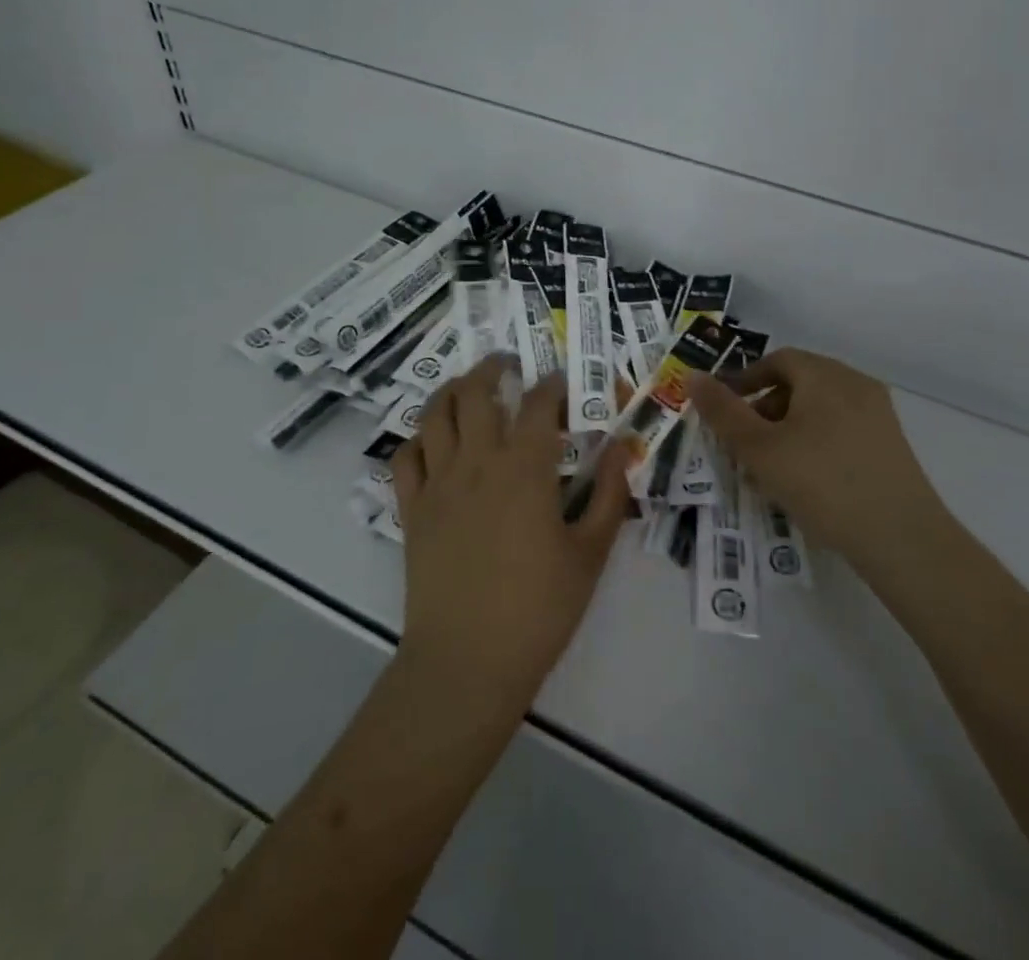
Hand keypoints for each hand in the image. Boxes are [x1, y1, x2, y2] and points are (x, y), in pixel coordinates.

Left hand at [389, 357, 631, 712]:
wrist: (467, 664)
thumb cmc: (538, 610)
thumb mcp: (591, 553)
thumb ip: (611, 494)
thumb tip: (623, 447)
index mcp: (524, 468)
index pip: (539, 403)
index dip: (555, 385)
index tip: (566, 384)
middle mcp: (477, 462)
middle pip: (476, 391)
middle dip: (493, 368)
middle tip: (508, 365)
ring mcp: (438, 483)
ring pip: (434, 413)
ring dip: (451, 389)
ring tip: (468, 386)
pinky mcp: (412, 509)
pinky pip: (405, 456)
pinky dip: (419, 438)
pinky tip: (435, 442)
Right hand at [687, 348, 940, 576]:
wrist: (902, 538)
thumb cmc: (822, 483)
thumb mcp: (759, 449)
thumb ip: (723, 412)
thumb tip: (693, 377)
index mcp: (824, 375)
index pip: (777, 360)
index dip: (744, 381)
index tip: (723, 411)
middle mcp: (854, 383)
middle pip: (799, 383)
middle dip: (764, 410)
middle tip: (742, 445)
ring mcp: (878, 414)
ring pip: (820, 410)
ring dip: (788, 430)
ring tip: (770, 470)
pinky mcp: (891, 445)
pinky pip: (842, 430)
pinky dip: (815, 443)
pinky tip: (806, 482)